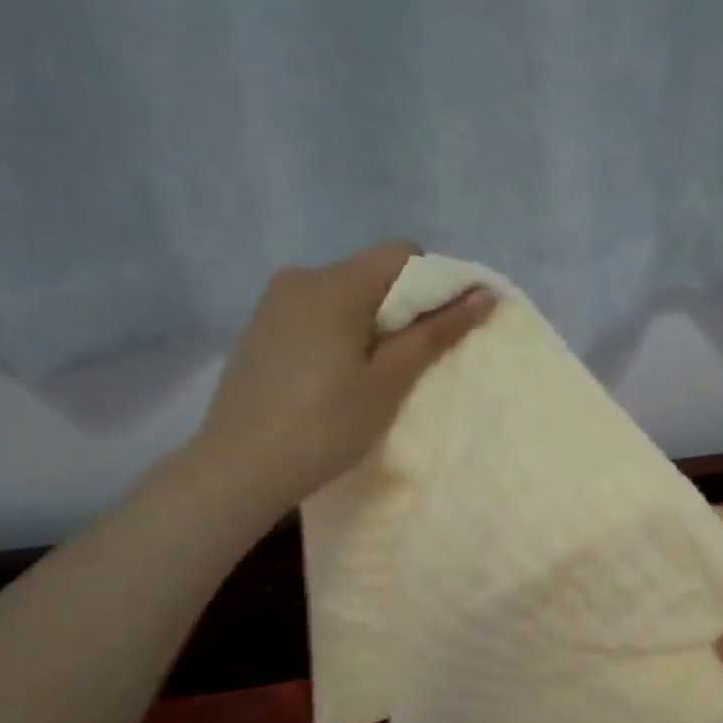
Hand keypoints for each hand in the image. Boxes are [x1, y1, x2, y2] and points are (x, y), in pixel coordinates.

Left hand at [188, 241, 494, 509]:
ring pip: (345, 295)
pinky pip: (317, 314)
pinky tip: (334, 379)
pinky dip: (341, 333)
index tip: (445, 331)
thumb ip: (437, 332)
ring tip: (371, 377)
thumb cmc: (325, 425)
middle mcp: (301, 276)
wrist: (238, 468)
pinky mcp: (261, 327)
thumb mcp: (390, 381)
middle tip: (410, 365)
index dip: (436, 284)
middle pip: (373, 274)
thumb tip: (484, 294)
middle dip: (403, 309)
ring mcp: (275, 302)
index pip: (403, 254)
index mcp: (336, 282)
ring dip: (372, 323)